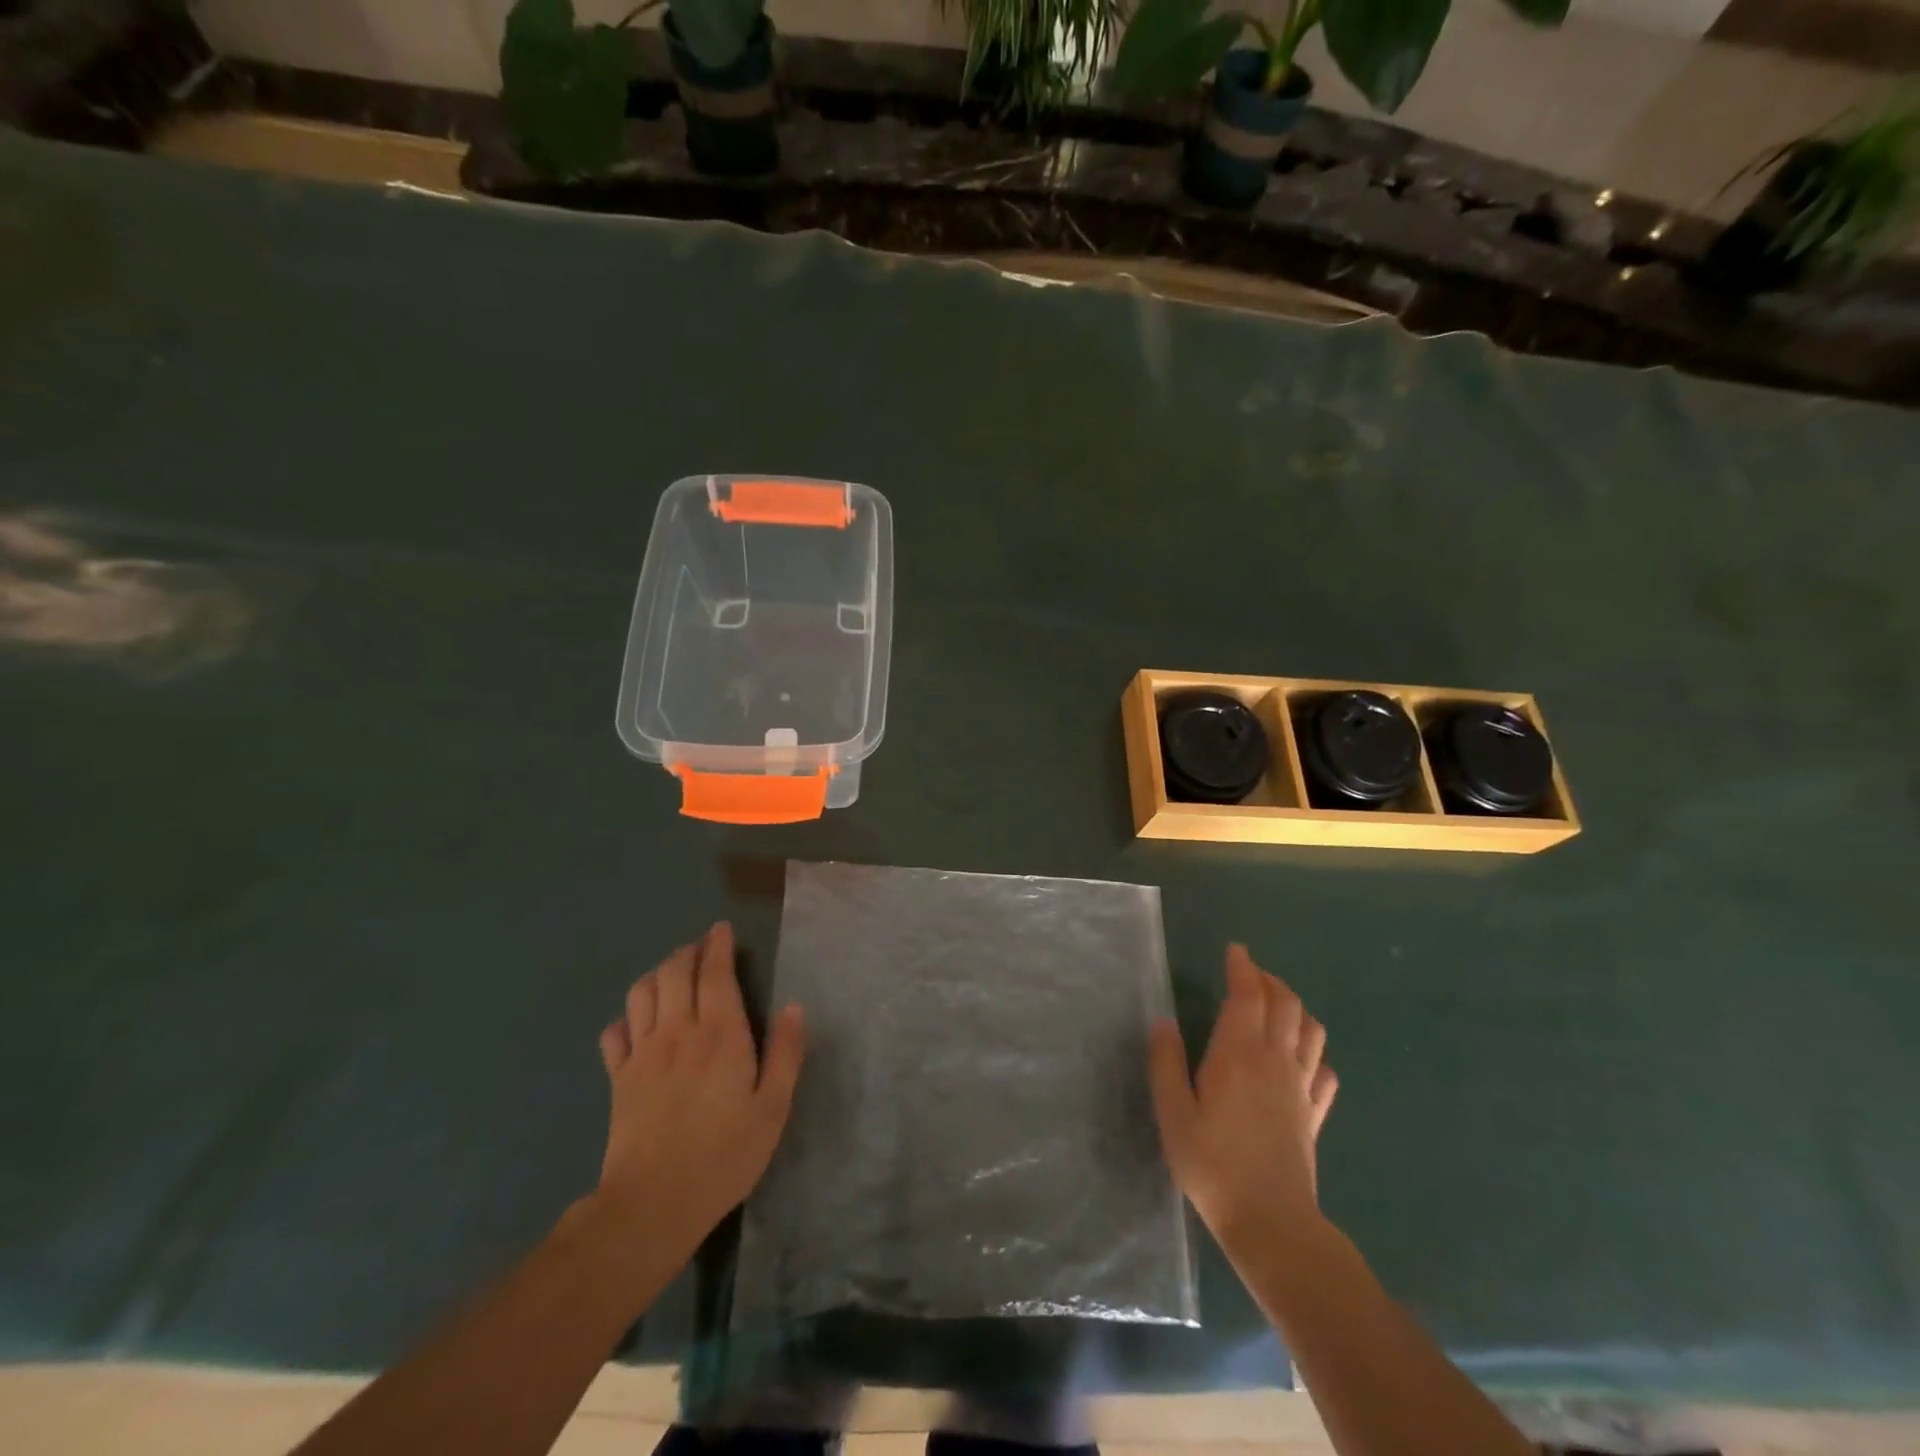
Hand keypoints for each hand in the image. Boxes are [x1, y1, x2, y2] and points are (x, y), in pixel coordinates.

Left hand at [595, 922, 804, 1252]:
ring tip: (671, 976)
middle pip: (674, 972)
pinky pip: (614, 1033)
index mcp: (721, 1033)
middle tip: (701, 949)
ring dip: (657, 975)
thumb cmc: (724, 1155)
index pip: (715, 972)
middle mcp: (678, 1030)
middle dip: (688, 952)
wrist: (653, 1204)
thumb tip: (795, 1006)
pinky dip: (625, 1019)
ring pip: (641, 993)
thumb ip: (786, 1053)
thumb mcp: (773, 1108)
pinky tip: (636, 1025)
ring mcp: (642, 1053)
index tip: (721, 929)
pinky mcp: (618, 1078)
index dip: (717, 945)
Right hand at [1149, 944, 1337, 1256]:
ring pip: (1311, 1030)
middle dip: (1269, 980)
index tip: (1235, 950)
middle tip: (1249, 974)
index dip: (1243, 966)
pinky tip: (1301, 1060)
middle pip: (1286, 1003)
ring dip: (1295, 1008)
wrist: (1272, 1224)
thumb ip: (1166, 1063)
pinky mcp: (1314, 1115)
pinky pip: (1324, 1072)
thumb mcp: (1173, 1113)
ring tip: (1275, 1007)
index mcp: (1239, 1053)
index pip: (1248, 994)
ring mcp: (1301, 1088)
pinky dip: (1314, 1053)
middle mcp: (1276, 1060)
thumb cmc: (1213, 1165)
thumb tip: (1164, 1022)